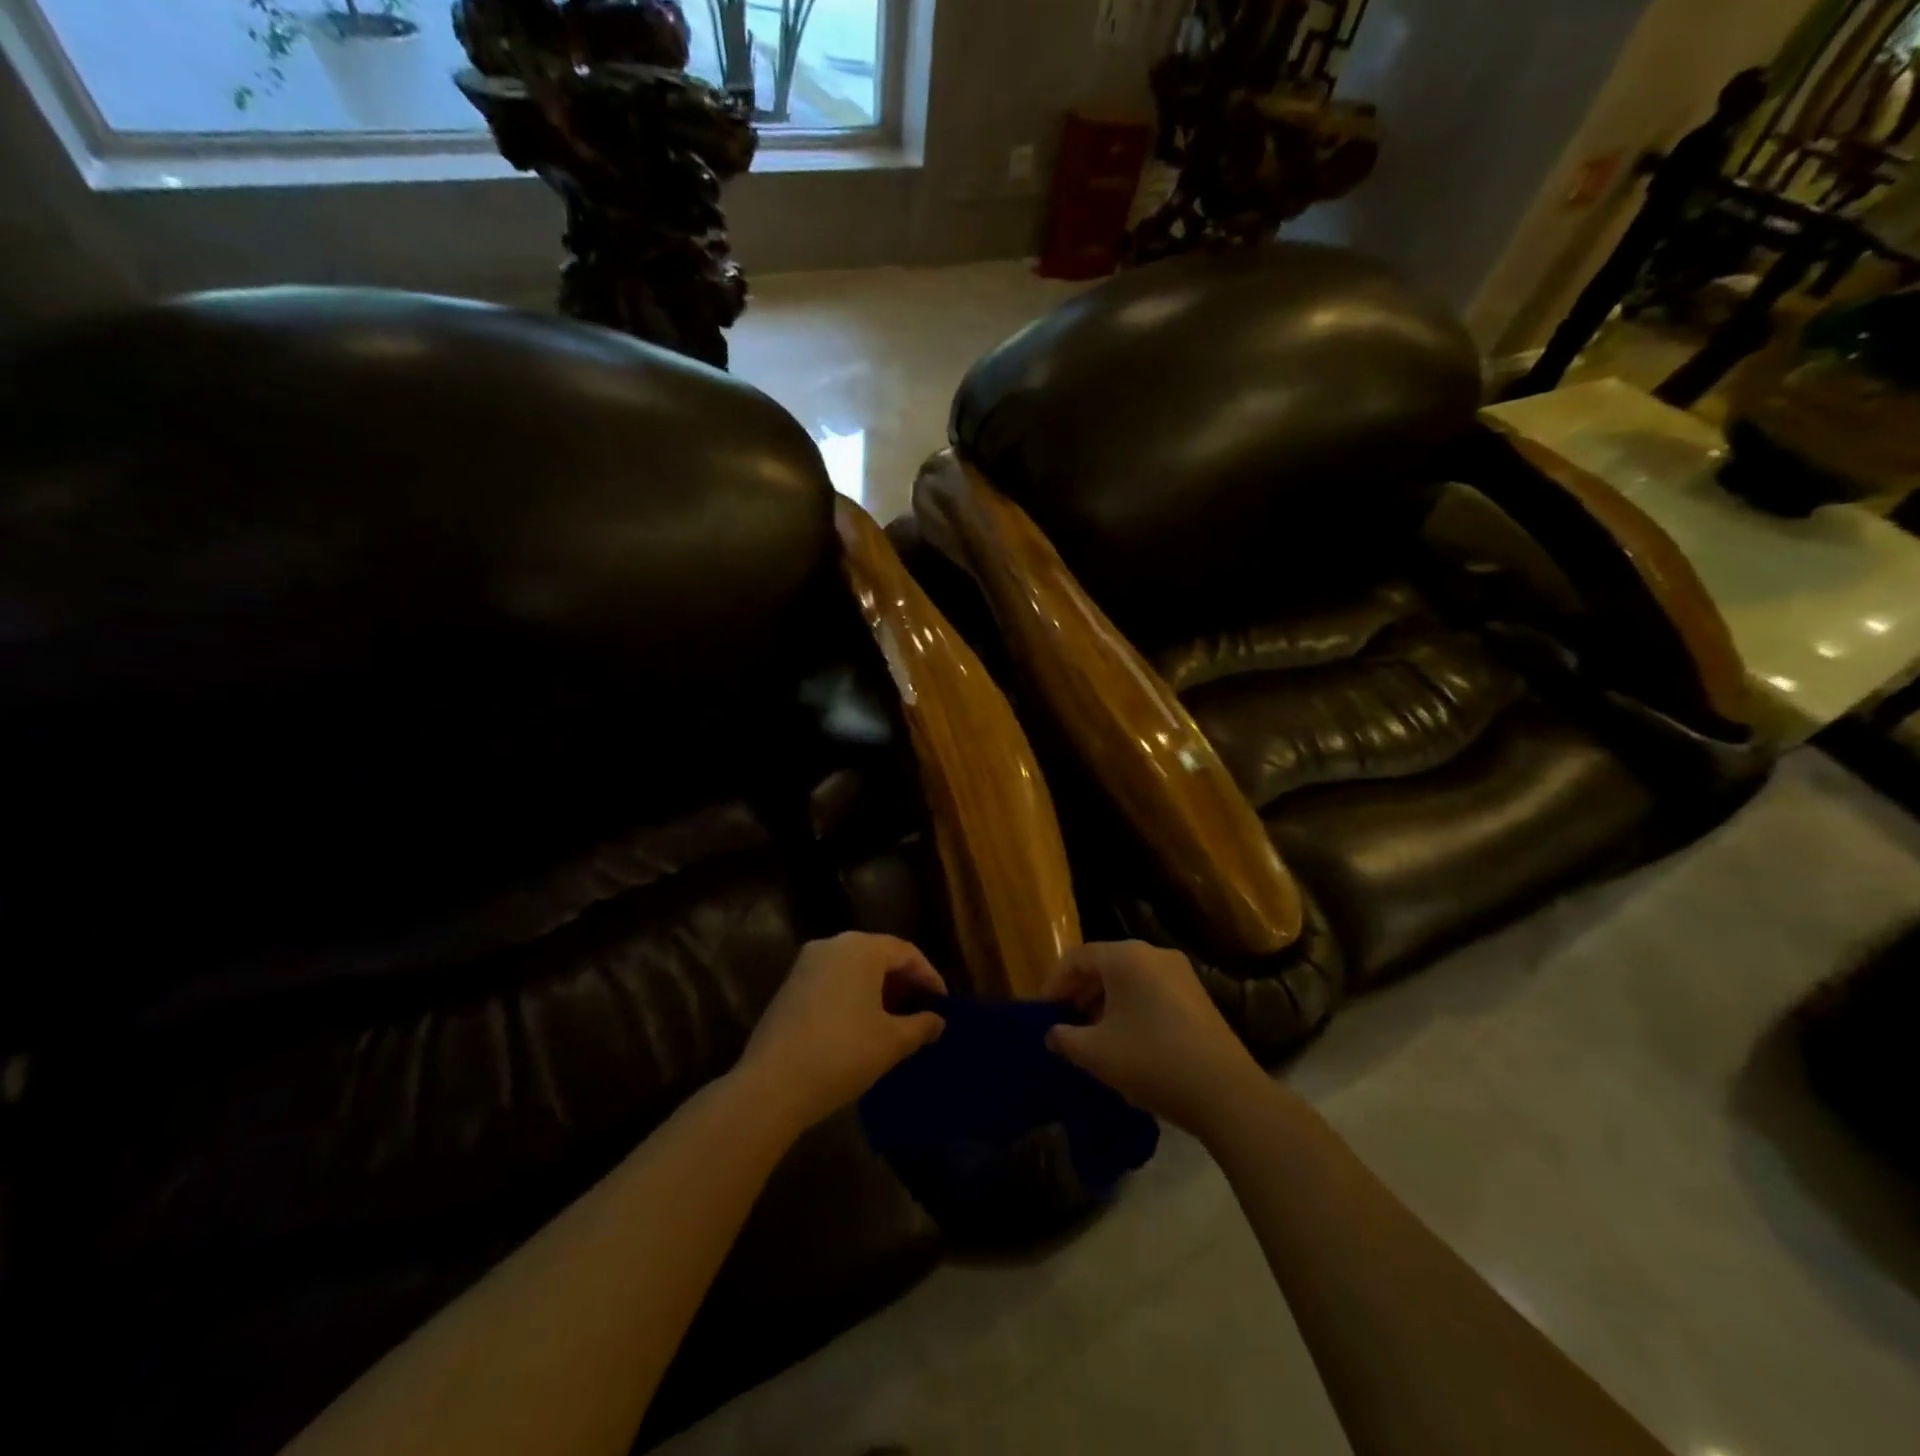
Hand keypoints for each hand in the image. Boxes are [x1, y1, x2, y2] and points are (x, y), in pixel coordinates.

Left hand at [737, 933, 945, 1132]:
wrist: (772, 1085)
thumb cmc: (842, 1053)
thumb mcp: (892, 1042)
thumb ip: (920, 1026)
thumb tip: (936, 1021)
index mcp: (861, 948)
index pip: (906, 953)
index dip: (929, 977)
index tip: (942, 1005)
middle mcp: (832, 945)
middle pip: (879, 956)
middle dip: (903, 982)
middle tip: (921, 1012)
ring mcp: (806, 964)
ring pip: (854, 968)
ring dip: (878, 990)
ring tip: (894, 1021)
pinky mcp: (789, 986)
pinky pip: (833, 981)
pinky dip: (853, 995)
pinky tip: (861, 1026)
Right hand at [1043, 941, 1266, 1137]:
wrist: (1225, 1092)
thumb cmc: (1151, 1061)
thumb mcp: (1095, 1053)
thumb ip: (1064, 1038)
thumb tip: (1053, 1033)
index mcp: (1126, 957)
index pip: (1077, 957)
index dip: (1054, 983)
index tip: (1041, 1012)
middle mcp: (1153, 954)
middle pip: (1104, 963)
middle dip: (1079, 991)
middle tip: (1063, 1021)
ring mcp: (1180, 973)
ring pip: (1128, 978)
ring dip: (1103, 1000)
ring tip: (1090, 1033)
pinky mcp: (1196, 996)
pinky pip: (1150, 990)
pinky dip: (1129, 1006)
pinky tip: (1124, 1038)